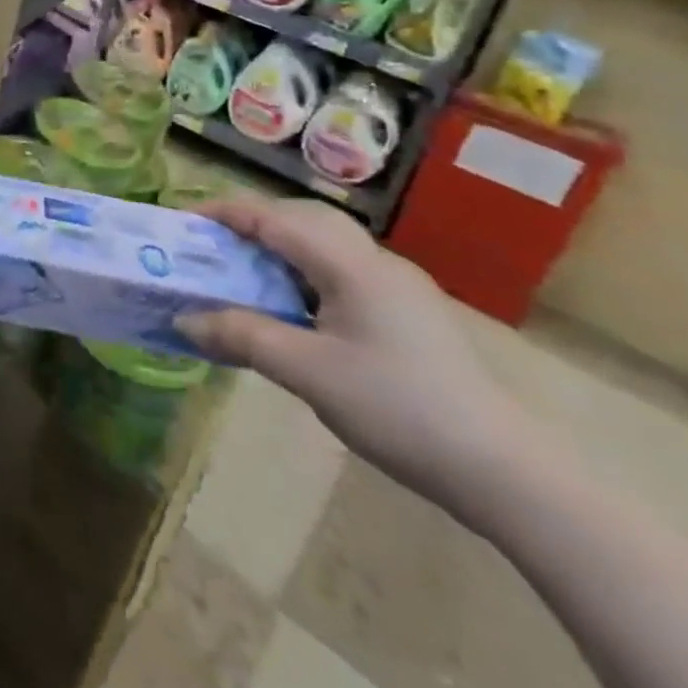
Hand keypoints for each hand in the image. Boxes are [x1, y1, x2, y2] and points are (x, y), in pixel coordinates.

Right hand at [176, 197, 544, 527]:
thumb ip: (241, 336)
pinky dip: (304, 272)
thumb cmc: (397, 409)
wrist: (506, 473)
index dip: (223, 214)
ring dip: (279, 248)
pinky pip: (343, 271)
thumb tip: (183, 319)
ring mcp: (399, 287)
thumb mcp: (307, 372)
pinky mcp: (411, 313)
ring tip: (245, 274)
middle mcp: (376, 261)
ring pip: (325, 244)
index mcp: (350, 264)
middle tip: (212, 246)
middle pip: (301, 218)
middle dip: (251, 223)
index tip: (181, 223)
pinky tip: (295, 308)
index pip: (273, 218)